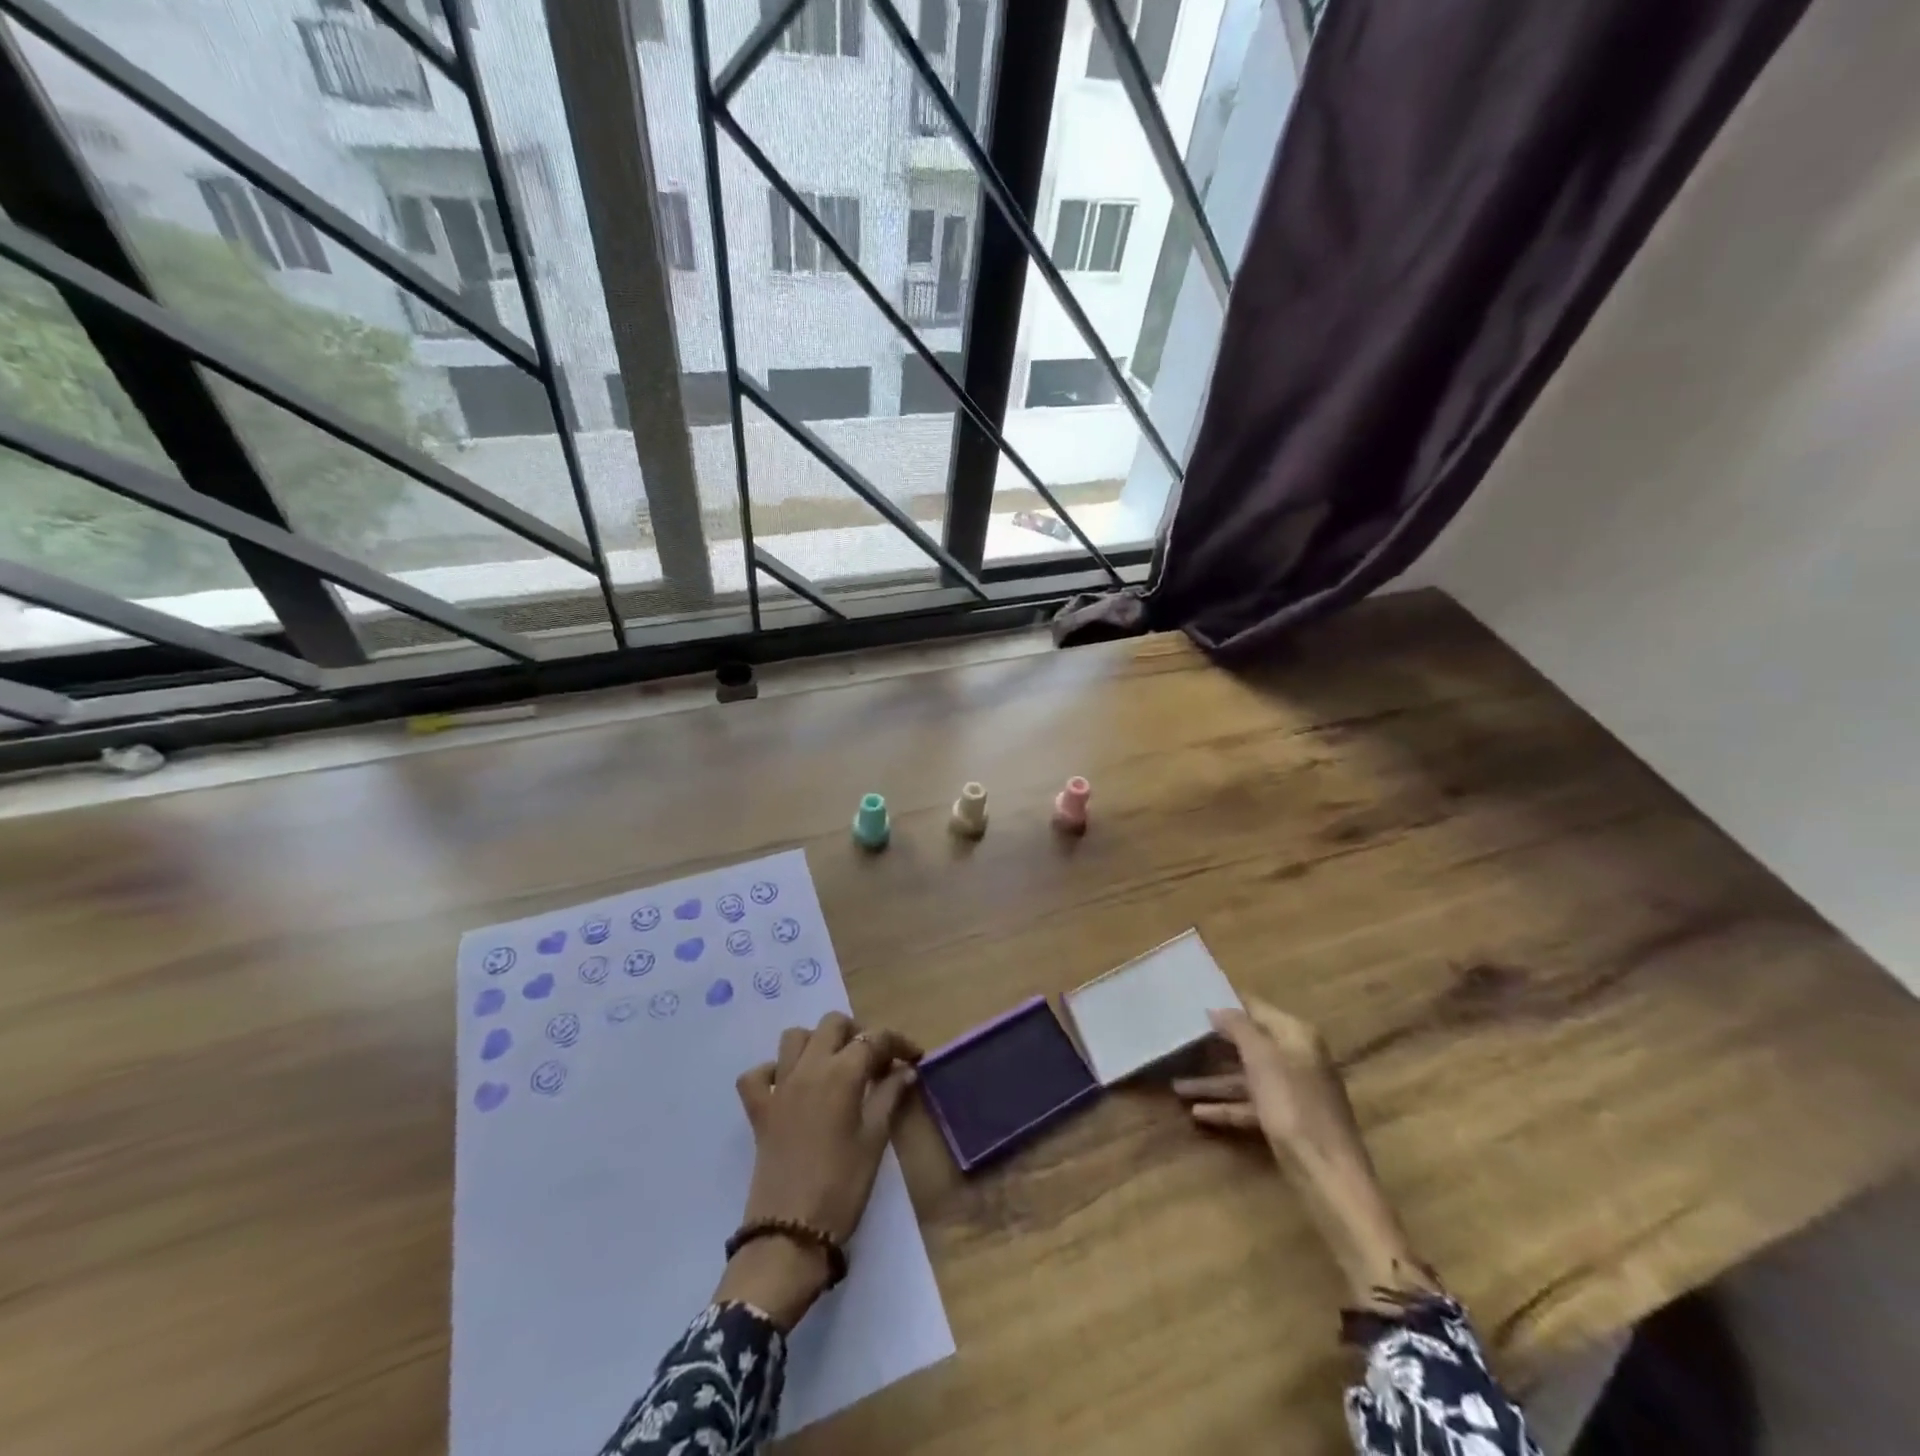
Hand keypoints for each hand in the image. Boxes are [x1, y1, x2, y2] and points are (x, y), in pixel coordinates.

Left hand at [715, 1012, 920, 1326]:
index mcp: (842, 1073)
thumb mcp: (875, 1140)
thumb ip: (890, 1096)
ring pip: (794, 1037)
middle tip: (874, 1060)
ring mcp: (779, 1086)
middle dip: (857, 1033)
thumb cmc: (843, 1186)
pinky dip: (772, 1072)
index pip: (874, 1039)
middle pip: (832, 1024)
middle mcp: (808, 1068)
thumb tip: (906, 1070)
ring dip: (816, 1042)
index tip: (913, 1056)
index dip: (897, 1042)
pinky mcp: (758, 1109)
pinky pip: (758, 1074)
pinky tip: (789, 1087)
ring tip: (835, 1066)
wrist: (790, 1233)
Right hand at [1175, 998, 1437, 1306]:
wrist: (1328, 1174)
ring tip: (1177, 1084)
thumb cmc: (1293, 1106)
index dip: (1226, 1003)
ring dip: (1213, 1081)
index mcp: (1296, 1035)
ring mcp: (1292, 1090)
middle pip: (1248, 1043)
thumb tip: (1218, 1008)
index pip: (1255, 1007)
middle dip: (1214, 1044)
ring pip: (1245, 1076)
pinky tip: (1197, 1112)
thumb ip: (1238, 1028)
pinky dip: (1226, 1106)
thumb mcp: (1262, 1058)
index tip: (1192, 999)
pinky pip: (1250, 1104)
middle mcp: (1296, 1057)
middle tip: (1178, 1037)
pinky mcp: (1286, 1119)